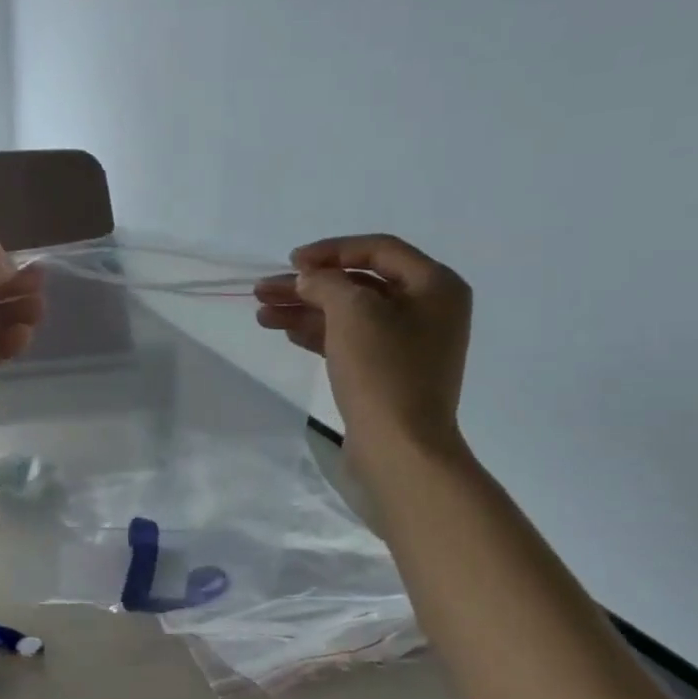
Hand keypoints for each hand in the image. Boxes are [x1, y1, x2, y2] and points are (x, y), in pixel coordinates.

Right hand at [253, 234, 473, 475]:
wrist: (400, 448)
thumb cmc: (383, 371)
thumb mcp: (352, 312)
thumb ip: (326, 283)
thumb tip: (308, 279)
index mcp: (435, 285)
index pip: (378, 249)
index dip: (331, 250)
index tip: (291, 262)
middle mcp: (428, 310)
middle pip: (359, 284)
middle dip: (309, 286)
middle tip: (262, 290)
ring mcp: (409, 345)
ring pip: (350, 315)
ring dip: (306, 311)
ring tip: (263, 315)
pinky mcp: (390, 374)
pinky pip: (352, 342)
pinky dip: (320, 335)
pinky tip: (288, 333)